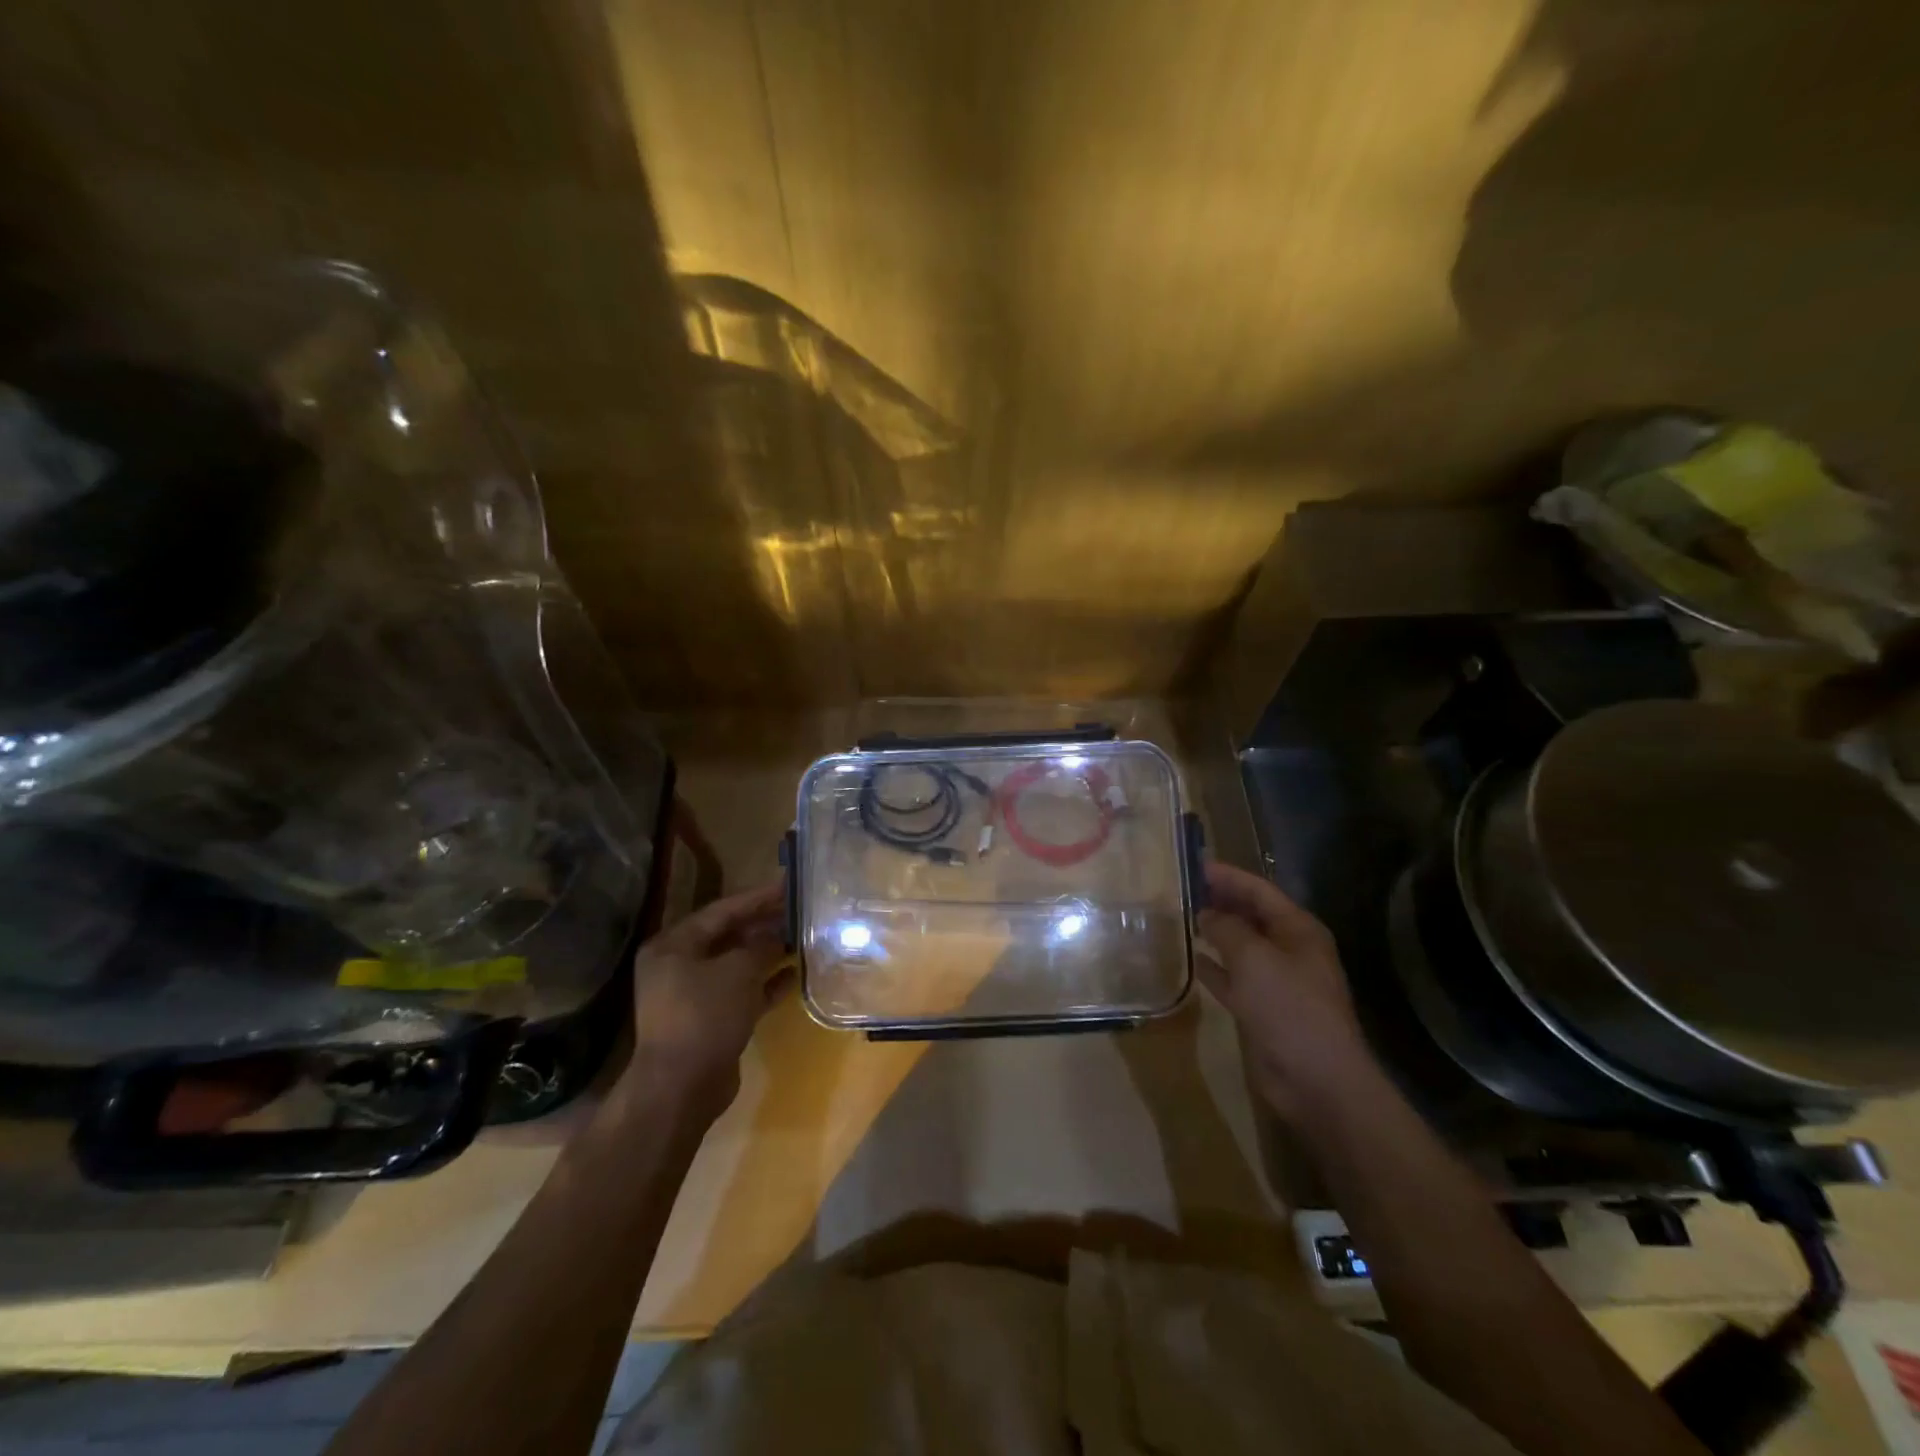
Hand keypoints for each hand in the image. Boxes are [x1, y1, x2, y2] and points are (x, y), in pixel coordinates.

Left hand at [620, 881, 789, 1124]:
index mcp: (673, 945)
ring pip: (736, 965)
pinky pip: (741, 993)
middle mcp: (678, 966)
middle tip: (799, 912)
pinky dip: (765, 984)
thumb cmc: (705, 1014)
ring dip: (767, 954)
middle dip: (764, 925)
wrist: (682, 1087)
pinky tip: (795, 976)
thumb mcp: (738, 970)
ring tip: (802, 939)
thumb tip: (778, 934)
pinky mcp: (710, 1021)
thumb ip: (761, 945)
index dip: (757, 898)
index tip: (788, 885)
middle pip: (728, 936)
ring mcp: (693, 996)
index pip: (722, 911)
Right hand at [1197, 861, 1379, 1120]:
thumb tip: (1205, 913)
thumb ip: (1226, 928)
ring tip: (1179, 917)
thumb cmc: (1289, 1007)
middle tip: (1180, 889)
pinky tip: (1189, 958)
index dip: (1227, 876)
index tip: (1193, 865)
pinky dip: (1213, 967)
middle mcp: (1290, 949)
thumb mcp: (1254, 958)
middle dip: (1219, 901)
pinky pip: (1233, 977)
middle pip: (1250, 915)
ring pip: (1240, 946)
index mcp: (1298, 929)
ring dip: (1214, 932)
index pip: (1259, 890)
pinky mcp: (1262, 1008)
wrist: (1316, 1079)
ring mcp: (1277, 980)